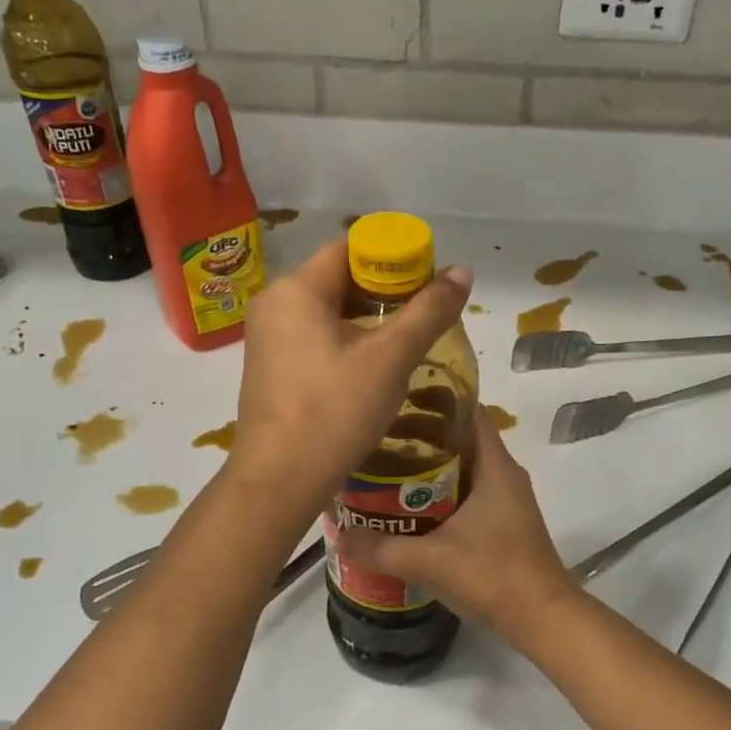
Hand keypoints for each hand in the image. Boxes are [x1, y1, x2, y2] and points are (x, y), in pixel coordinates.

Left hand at [231, 241, 471, 512]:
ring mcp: (267, 339)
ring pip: (328, 312)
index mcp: (296, 289)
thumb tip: (463, 271)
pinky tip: (374, 367)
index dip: (393, 258)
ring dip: (368, 320)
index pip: (350, 249)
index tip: (428, 282)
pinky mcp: (271, 369)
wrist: (280, 480)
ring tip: (407, 341)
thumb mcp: (390, 358)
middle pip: (338, 279)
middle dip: (384, 292)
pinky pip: (315, 339)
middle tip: (425, 314)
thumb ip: (429, 311)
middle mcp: (274, 305)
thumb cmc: (334, 410)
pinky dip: (347, 342)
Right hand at [333, 415, 576, 644]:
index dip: (435, 399)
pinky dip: (439, 491)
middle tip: (378, 436)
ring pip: (463, 467)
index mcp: (496, 467)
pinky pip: (467, 492)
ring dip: (428, 465)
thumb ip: (381, 548)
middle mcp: (504, 475)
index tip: (397, 400)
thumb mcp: (430, 561)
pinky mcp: (503, 522)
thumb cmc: (493, 577)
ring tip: (385, 467)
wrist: (543, 619)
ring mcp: (506, 500)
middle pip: (461, 438)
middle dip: (421, 434)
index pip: (468, 411)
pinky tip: (409, 507)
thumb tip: (338, 536)